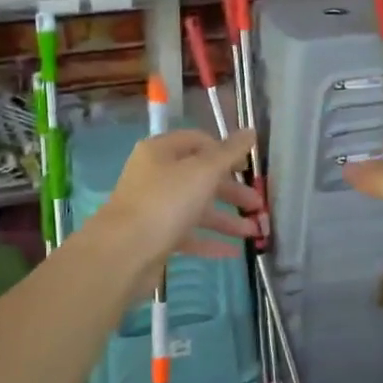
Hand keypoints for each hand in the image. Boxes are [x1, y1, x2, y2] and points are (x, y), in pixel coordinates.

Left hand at [95, 129, 262, 281]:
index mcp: (161, 151)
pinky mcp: (155, 237)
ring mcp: (153, 208)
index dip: (225, 151)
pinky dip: (210, 240)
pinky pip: (188, 235)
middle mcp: (155, 175)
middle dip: (231, 190)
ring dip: (226, 218)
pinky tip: (234, 251)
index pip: (198, 141)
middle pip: (199, 177)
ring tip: (254, 232)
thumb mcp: (203, 171)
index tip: (248, 167)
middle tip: (258, 204)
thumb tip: (251, 130)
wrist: (123, 252)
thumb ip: (229, 152)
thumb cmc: (165, 202)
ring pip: (195, 208)